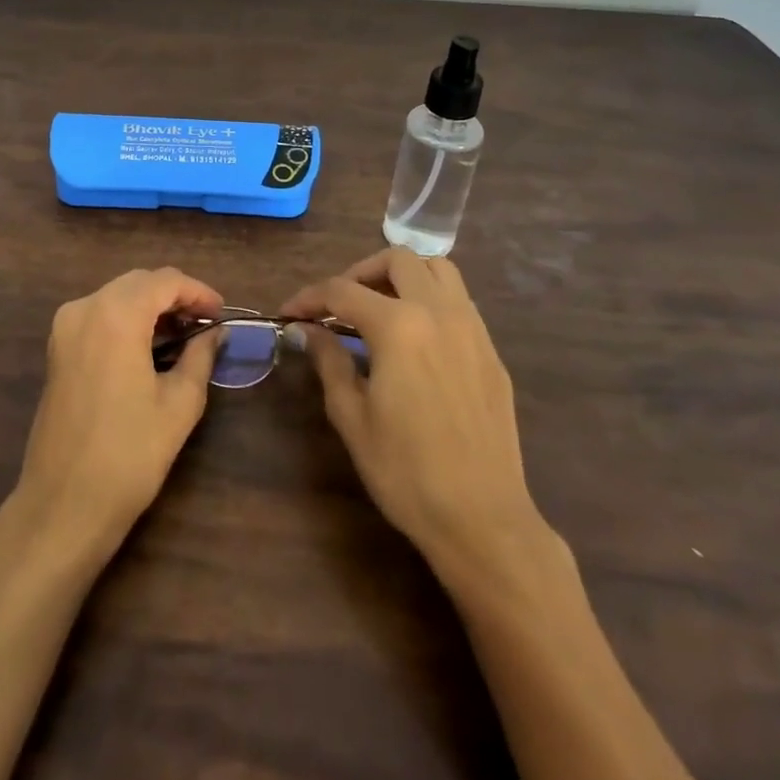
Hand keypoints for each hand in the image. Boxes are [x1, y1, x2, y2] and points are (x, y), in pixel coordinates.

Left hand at [13, 267, 224, 557]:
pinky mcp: (57, 348)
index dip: (198, 292)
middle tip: (205, 324)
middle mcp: (85, 307)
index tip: (221, 314)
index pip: (165, 281)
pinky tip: (149, 347)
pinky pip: (99, 315)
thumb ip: (200, 356)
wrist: (64, 505)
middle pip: (139, 283)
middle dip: (175, 296)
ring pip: (118, 296)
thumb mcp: (180, 404)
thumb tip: (214, 332)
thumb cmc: (129, 455)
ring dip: (151, 307)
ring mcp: (65, 327)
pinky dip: (127, 320)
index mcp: (116, 315)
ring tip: (183, 336)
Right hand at [282, 248, 551, 582]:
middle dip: (359, 273)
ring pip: (438, 269)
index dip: (309, 297)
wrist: (483, 520)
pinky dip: (431, 299)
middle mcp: (439, 312)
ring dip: (402, 275)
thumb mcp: (352, 417)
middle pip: (397, 260)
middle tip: (338, 305)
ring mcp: (472, 329)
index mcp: (399, 326)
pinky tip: (415, 337)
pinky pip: (460, 302)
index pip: (342, 291)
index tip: (288, 313)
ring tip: (379, 306)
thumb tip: (308, 330)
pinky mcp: (491, 352)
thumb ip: (329, 361)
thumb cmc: (406, 472)